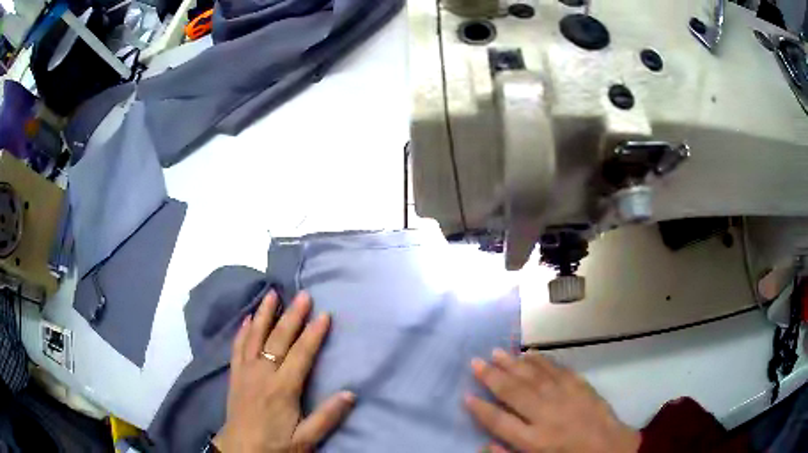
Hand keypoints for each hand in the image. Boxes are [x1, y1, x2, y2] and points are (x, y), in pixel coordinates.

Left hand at [213, 291, 353, 451]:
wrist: (240, 451)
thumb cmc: (275, 445)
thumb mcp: (306, 438)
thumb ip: (327, 416)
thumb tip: (351, 393)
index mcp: (283, 389)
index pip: (301, 355)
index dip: (313, 334)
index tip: (324, 315)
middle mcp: (263, 374)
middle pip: (278, 339)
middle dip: (292, 316)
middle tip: (303, 295)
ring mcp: (246, 372)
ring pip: (255, 337)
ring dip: (264, 315)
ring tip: (272, 294)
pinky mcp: (235, 375)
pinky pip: (238, 347)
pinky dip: (243, 331)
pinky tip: (247, 319)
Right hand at [465, 349, 639, 452]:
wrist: (610, 448)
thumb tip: (484, 444)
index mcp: (535, 440)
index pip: (500, 422)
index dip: (481, 409)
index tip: (466, 396)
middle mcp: (547, 415)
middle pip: (514, 392)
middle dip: (492, 377)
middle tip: (475, 361)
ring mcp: (565, 397)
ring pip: (534, 376)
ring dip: (514, 363)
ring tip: (497, 352)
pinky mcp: (581, 386)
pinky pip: (557, 370)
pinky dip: (542, 360)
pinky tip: (530, 353)